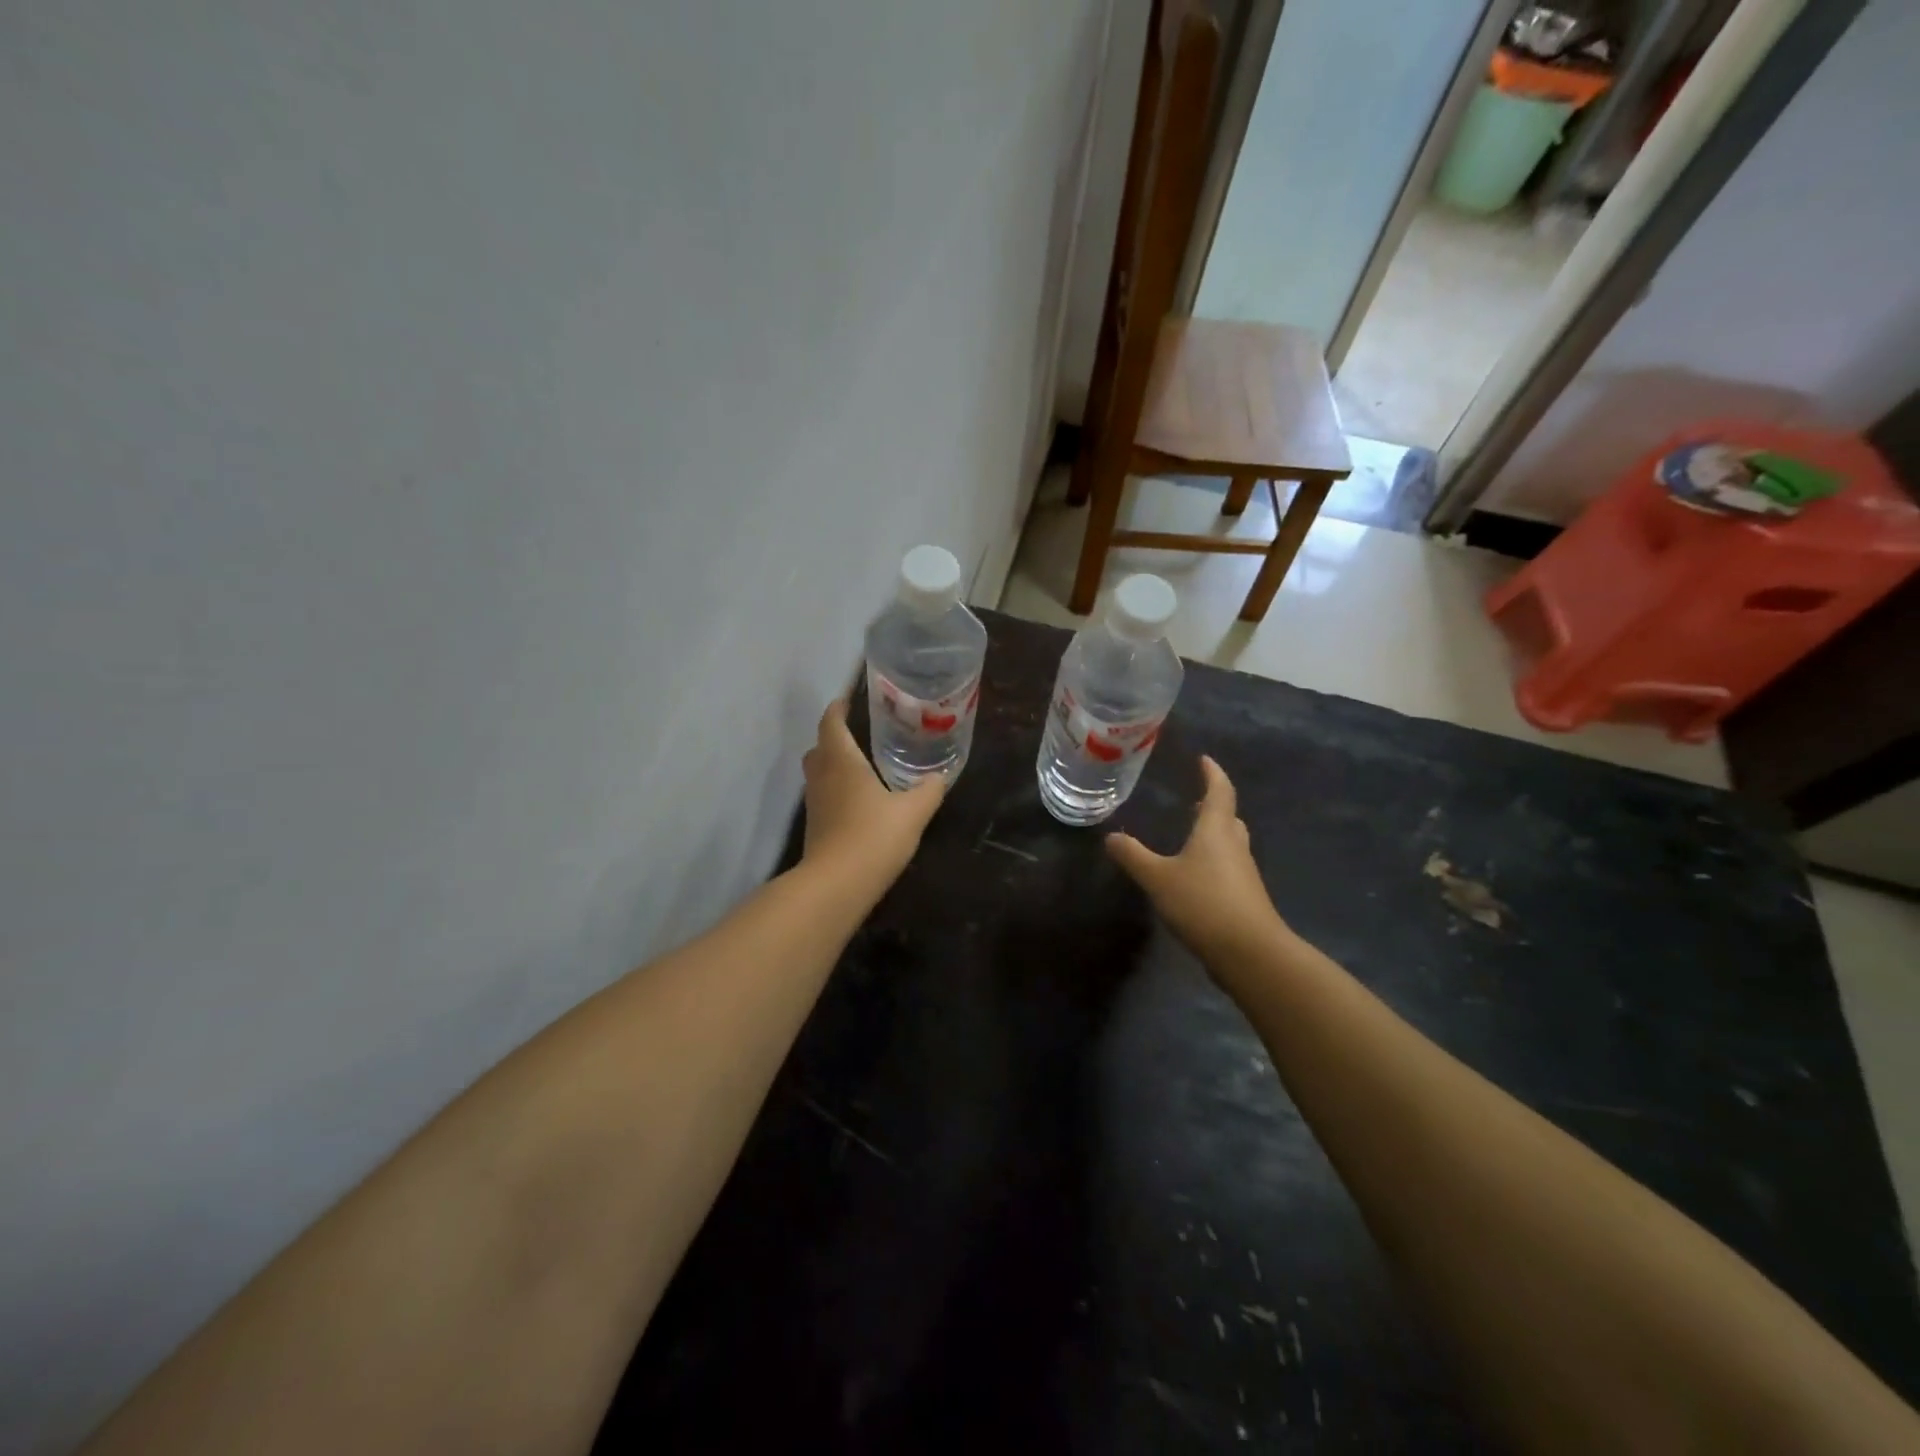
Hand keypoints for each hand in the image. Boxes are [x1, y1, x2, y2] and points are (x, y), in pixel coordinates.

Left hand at [800, 698, 944, 890]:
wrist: (837, 885)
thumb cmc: (874, 837)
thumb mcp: (913, 812)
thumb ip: (928, 791)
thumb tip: (939, 776)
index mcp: (842, 762)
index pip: (832, 724)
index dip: (837, 708)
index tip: (847, 699)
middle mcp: (822, 777)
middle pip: (819, 747)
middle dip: (834, 736)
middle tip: (858, 733)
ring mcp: (815, 804)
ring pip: (818, 773)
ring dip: (833, 764)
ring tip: (862, 765)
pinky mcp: (816, 827)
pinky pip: (823, 796)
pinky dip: (836, 789)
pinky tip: (859, 800)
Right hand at [1106, 756, 1289, 969]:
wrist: (1250, 952)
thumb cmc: (1203, 903)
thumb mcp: (1158, 878)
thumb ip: (1133, 856)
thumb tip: (1111, 836)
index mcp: (1216, 830)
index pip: (1219, 792)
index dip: (1212, 773)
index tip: (1204, 760)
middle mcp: (1234, 846)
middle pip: (1229, 817)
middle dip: (1215, 805)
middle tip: (1197, 799)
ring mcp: (1244, 874)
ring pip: (1231, 843)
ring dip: (1215, 834)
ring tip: (1193, 833)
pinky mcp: (1245, 899)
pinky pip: (1229, 868)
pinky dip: (1215, 861)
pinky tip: (1197, 875)